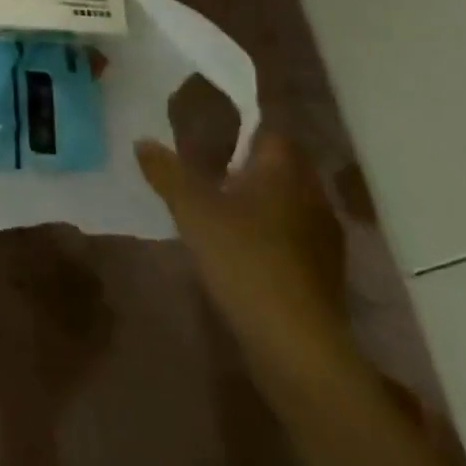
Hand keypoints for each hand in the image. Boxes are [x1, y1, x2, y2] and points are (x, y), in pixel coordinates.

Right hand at [136, 131, 351, 390]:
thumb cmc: (244, 258)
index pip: (270, 131)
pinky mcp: (323, 270)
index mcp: (284, 171)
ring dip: (258, 197)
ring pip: (286, 200)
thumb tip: (142, 141)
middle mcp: (311, 195)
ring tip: (218, 203)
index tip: (212, 126)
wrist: (295, 341)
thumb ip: (166, 172)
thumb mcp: (191, 209)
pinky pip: (291, 232)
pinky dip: (268, 229)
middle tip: (206, 164)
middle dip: (247, 162)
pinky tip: (240, 243)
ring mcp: (323, 235)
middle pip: (279, 165)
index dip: (243, 125)